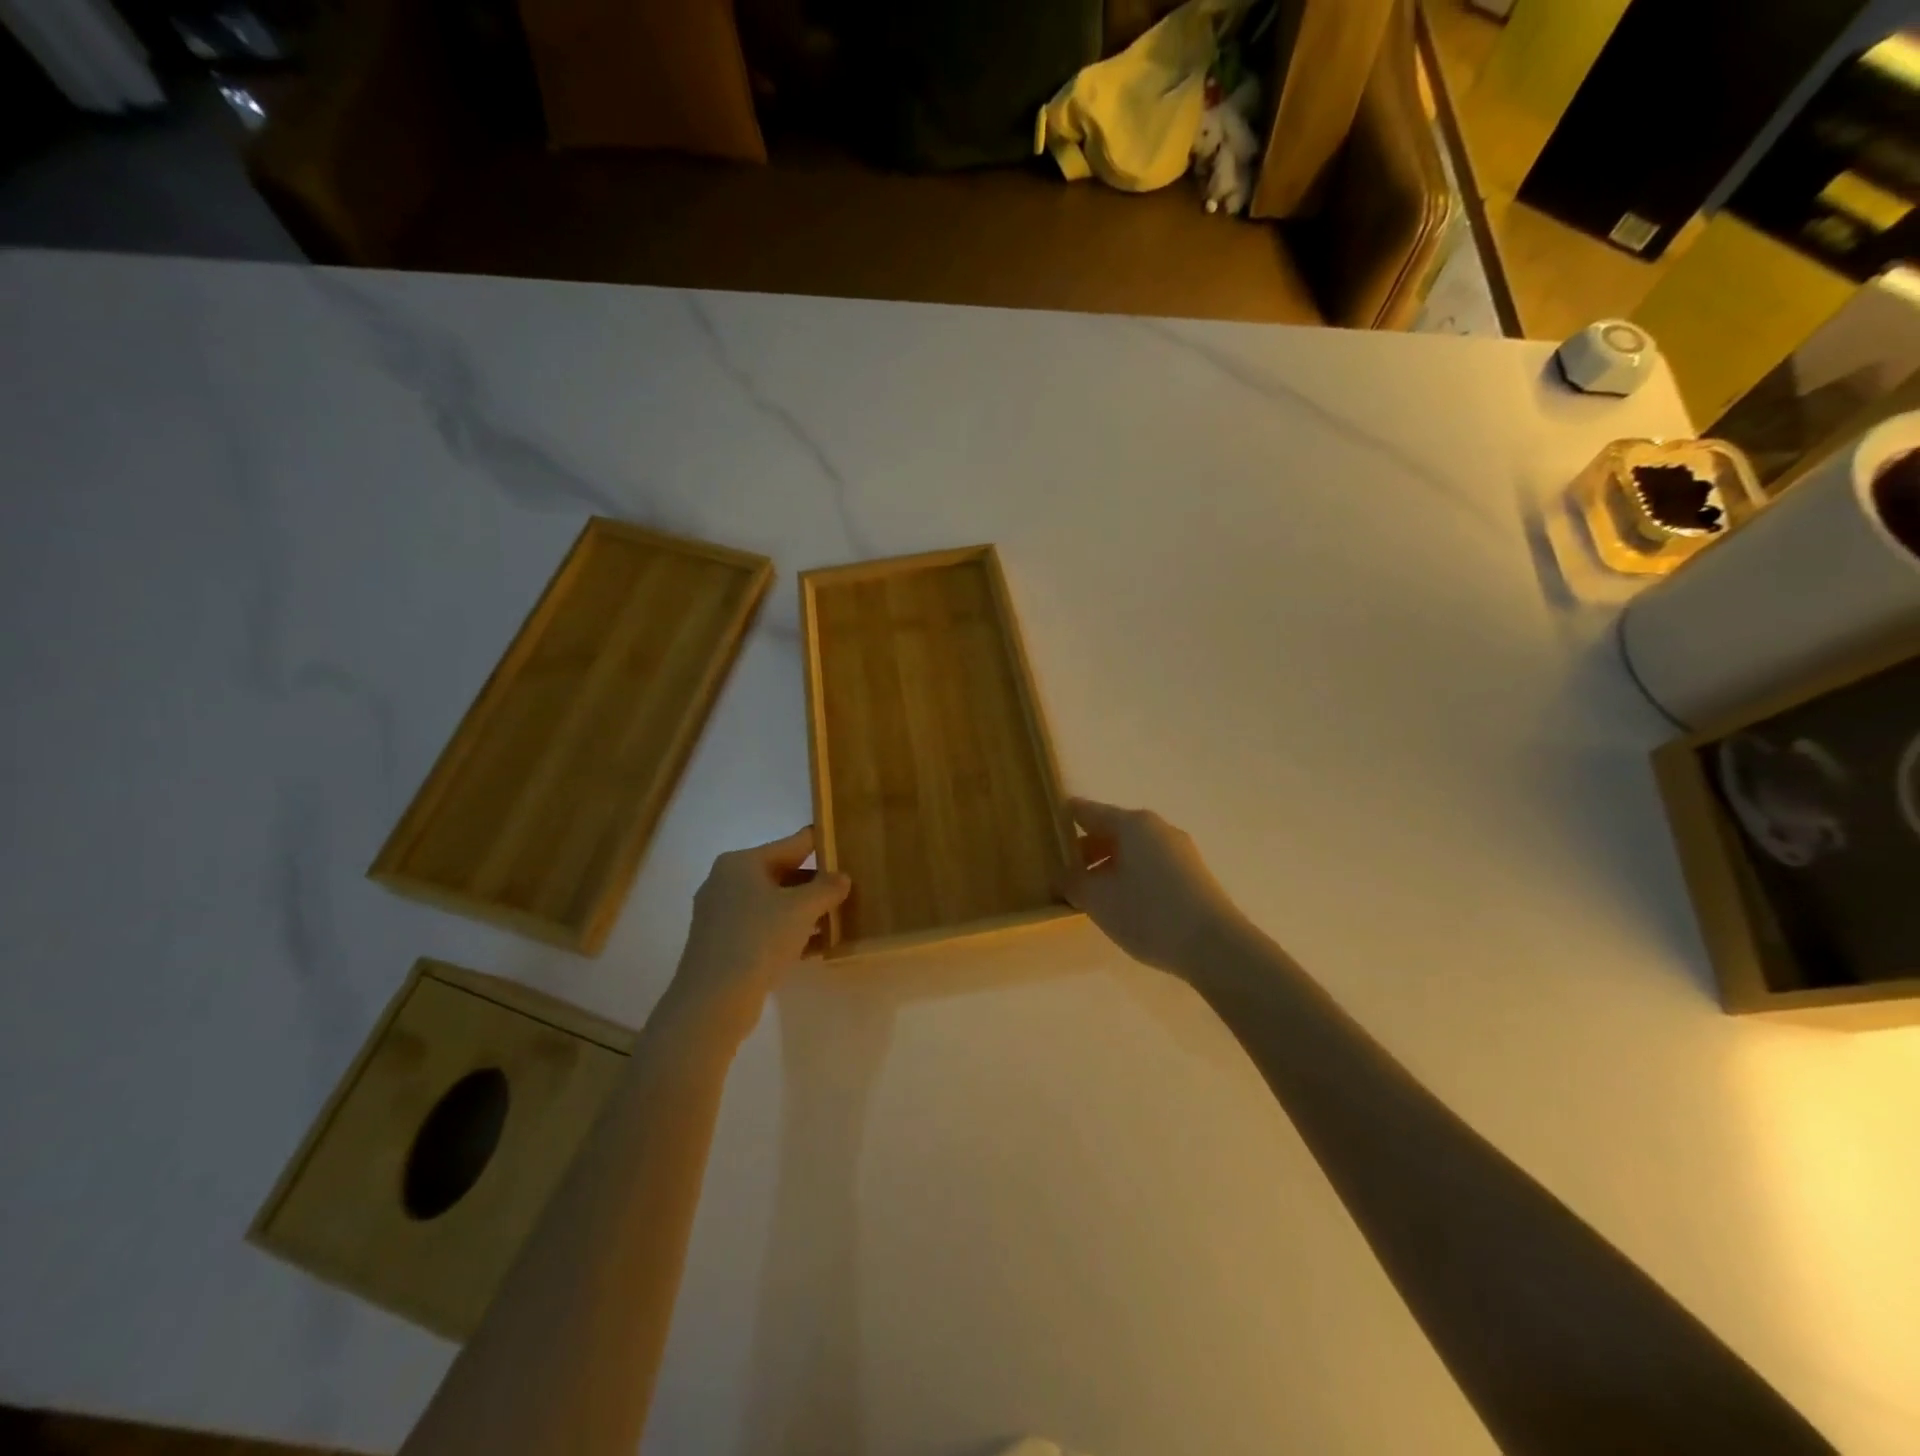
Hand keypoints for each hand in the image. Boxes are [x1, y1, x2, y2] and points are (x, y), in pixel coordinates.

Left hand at [664, 828, 850, 1040]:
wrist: (713, 1000)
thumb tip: (842, 877)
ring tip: (838, 919)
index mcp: (741, 863)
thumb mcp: (802, 909)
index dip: (820, 844)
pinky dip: (788, 933)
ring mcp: (722, 915)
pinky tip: (817, 947)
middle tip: (847, 889)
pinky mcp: (723, 945)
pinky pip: (763, 929)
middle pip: (781, 874)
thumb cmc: (759, 938)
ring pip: (773, 905)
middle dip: (814, 884)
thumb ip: (826, 888)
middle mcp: (726, 882)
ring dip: (804, 912)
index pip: (791, 845)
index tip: (845, 845)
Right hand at [1061, 798, 1247, 974]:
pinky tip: (1123, 905)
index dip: (1062, 821)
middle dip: (1085, 851)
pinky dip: (1130, 877)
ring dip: (1108, 867)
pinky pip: (1150, 865)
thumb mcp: (1097, 900)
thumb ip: (1072, 882)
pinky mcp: (1192, 874)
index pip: (1086, 811)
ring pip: (1132, 850)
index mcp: (1131, 823)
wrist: (1215, 946)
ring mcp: (1179, 850)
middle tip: (1063, 876)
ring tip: (1091, 896)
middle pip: (1110, 830)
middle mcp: (1157, 828)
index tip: (1044, 836)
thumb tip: (1061, 875)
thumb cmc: (1148, 913)